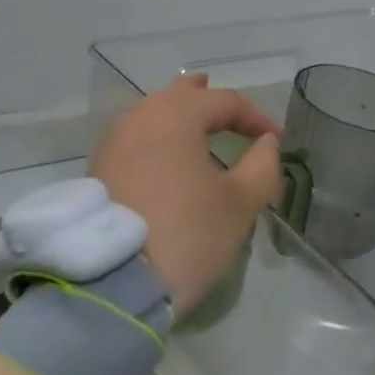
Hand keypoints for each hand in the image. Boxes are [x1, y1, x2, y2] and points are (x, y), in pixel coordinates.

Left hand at [90, 74, 281, 317]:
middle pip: (180, 96)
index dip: (255, 117)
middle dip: (209, 101)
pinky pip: (136, 139)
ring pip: (154, 115)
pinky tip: (166, 156)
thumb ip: (261, 167)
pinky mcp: (98, 167)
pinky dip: (158, 140)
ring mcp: (113, 140)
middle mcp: (140, 115)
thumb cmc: (185, 232)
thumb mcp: (239, 204)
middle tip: (229, 111)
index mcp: (176, 113)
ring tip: (197, 128)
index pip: (224, 101)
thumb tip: (266, 143)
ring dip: (180, 119)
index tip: (276, 140)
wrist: (112, 278)